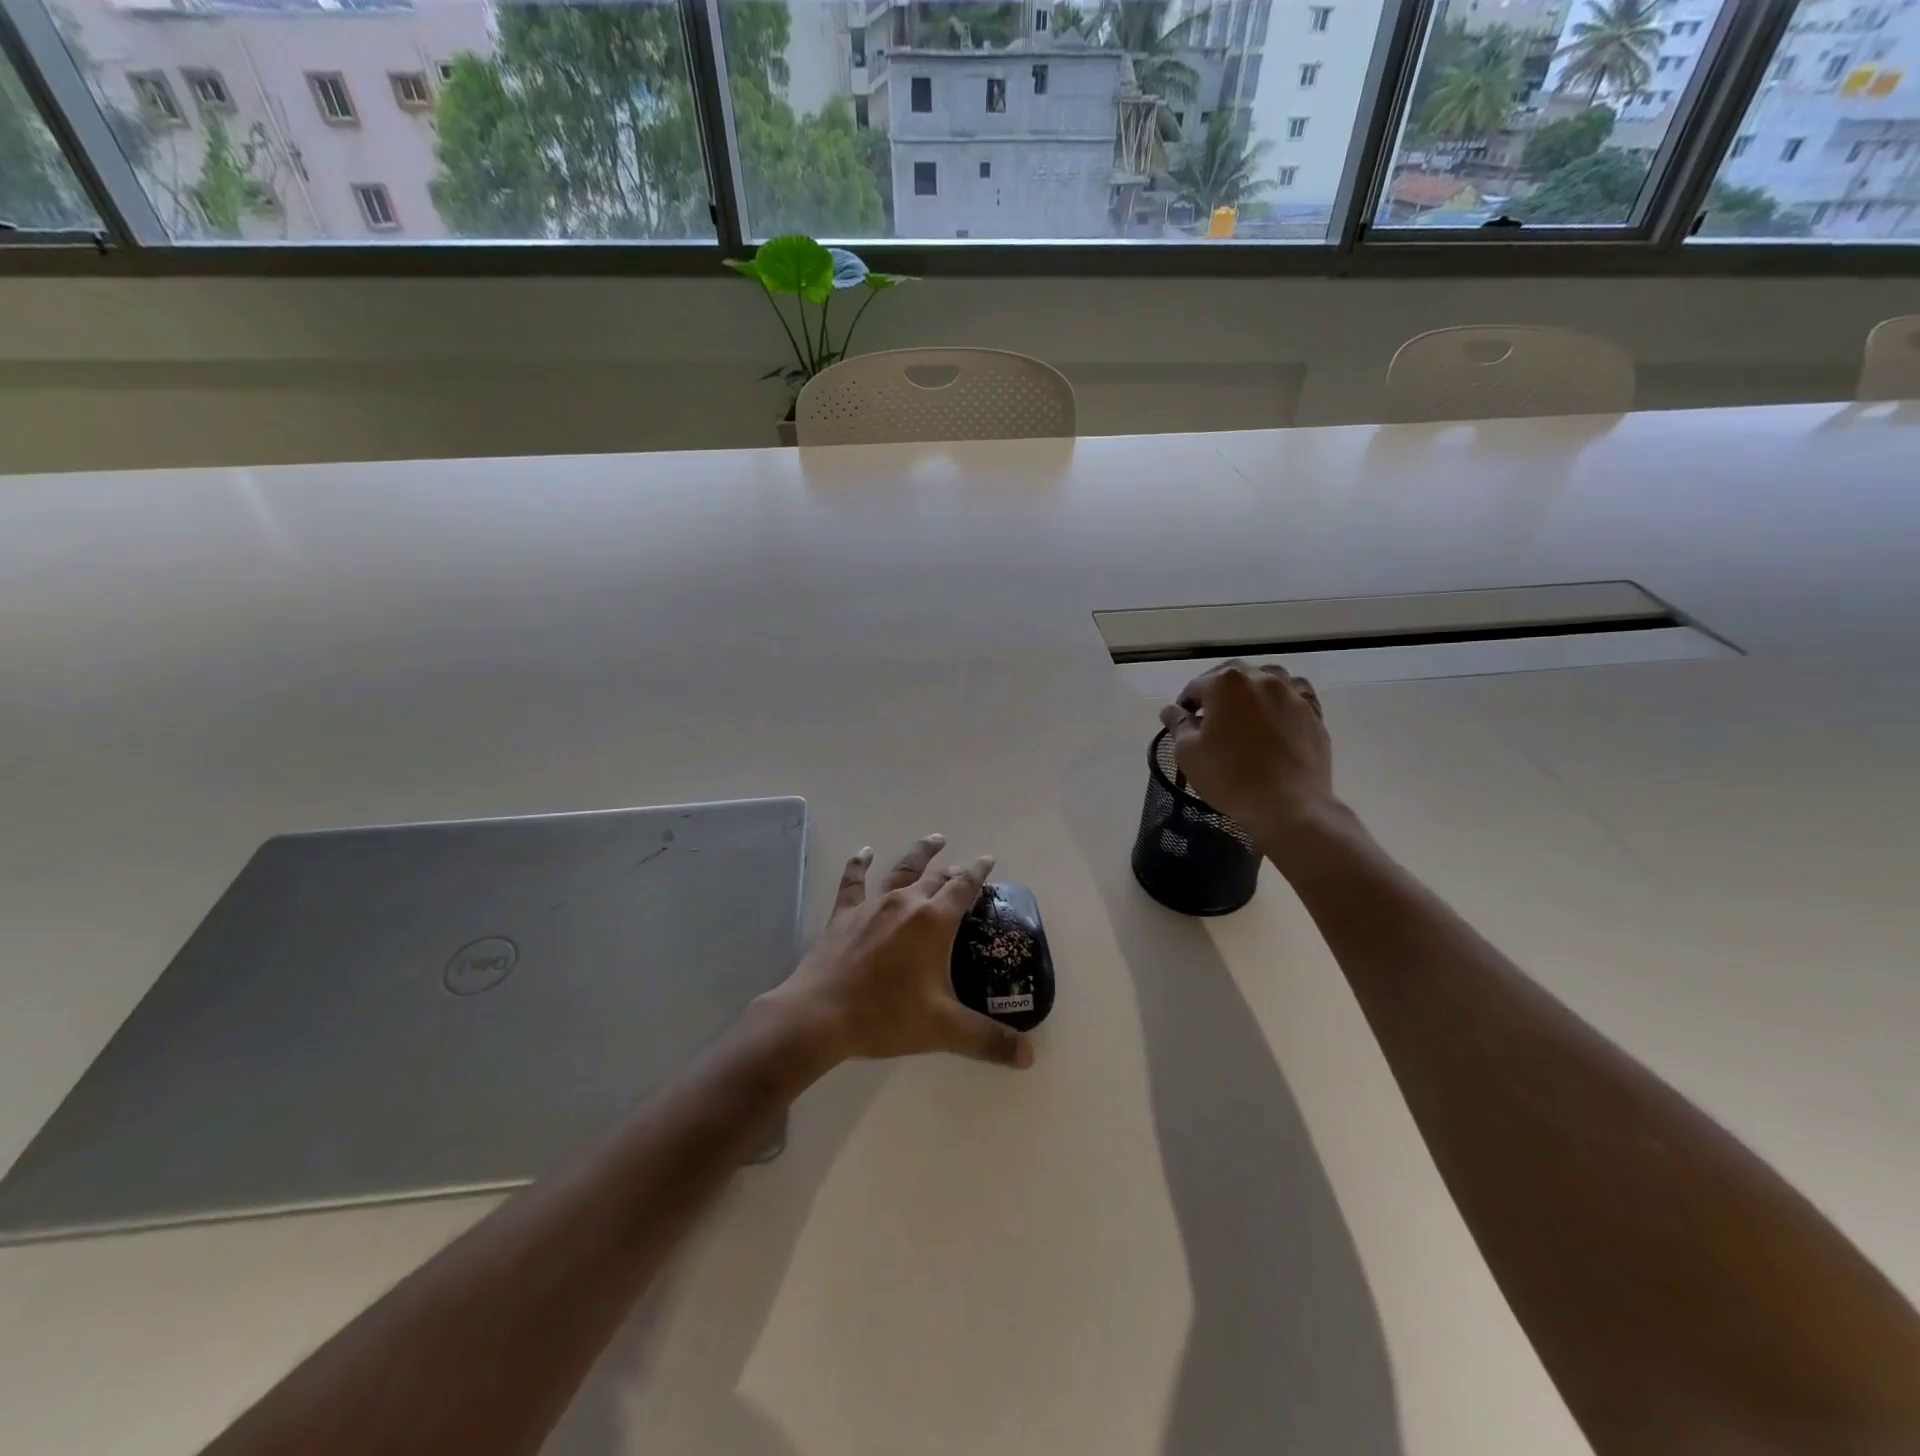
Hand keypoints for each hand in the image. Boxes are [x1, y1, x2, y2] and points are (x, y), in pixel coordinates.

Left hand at [763, 835, 1034, 1070]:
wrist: (819, 1015)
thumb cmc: (886, 1016)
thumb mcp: (944, 1029)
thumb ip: (988, 1039)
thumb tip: (1030, 1057)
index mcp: (933, 922)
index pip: (963, 887)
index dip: (978, 872)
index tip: (988, 860)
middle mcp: (905, 903)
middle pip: (935, 877)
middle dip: (953, 869)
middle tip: (963, 866)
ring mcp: (872, 906)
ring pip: (901, 869)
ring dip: (920, 854)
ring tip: (934, 839)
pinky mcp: (844, 915)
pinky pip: (853, 882)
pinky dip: (859, 864)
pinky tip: (864, 852)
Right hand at [1158, 661, 1343, 859]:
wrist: (1288, 804)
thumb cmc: (1229, 776)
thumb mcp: (1188, 752)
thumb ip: (1178, 725)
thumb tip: (1171, 711)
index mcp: (1225, 683)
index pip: (1195, 686)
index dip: (1185, 705)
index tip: (1183, 725)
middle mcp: (1261, 678)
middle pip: (1232, 676)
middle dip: (1217, 691)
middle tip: (1210, 717)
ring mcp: (1292, 693)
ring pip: (1268, 678)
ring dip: (1251, 689)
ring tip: (1245, 712)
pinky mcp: (1314, 712)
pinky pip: (1295, 694)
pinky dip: (1282, 699)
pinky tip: (1277, 715)